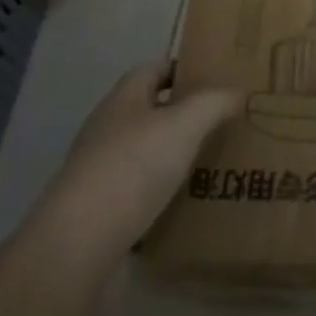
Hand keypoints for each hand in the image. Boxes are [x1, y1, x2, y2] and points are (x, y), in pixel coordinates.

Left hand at [39, 62, 238, 268]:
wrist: (78, 247)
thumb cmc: (133, 168)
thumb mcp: (184, 125)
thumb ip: (214, 103)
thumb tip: (237, 92)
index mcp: (124, 98)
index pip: (156, 68)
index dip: (185, 69)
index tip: (218, 79)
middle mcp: (109, 128)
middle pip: (151, 110)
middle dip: (185, 115)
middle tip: (223, 122)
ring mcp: (101, 172)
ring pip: (146, 154)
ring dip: (174, 157)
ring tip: (213, 163)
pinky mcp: (100, 213)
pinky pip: (139, 193)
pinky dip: (162, 196)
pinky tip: (187, 207)